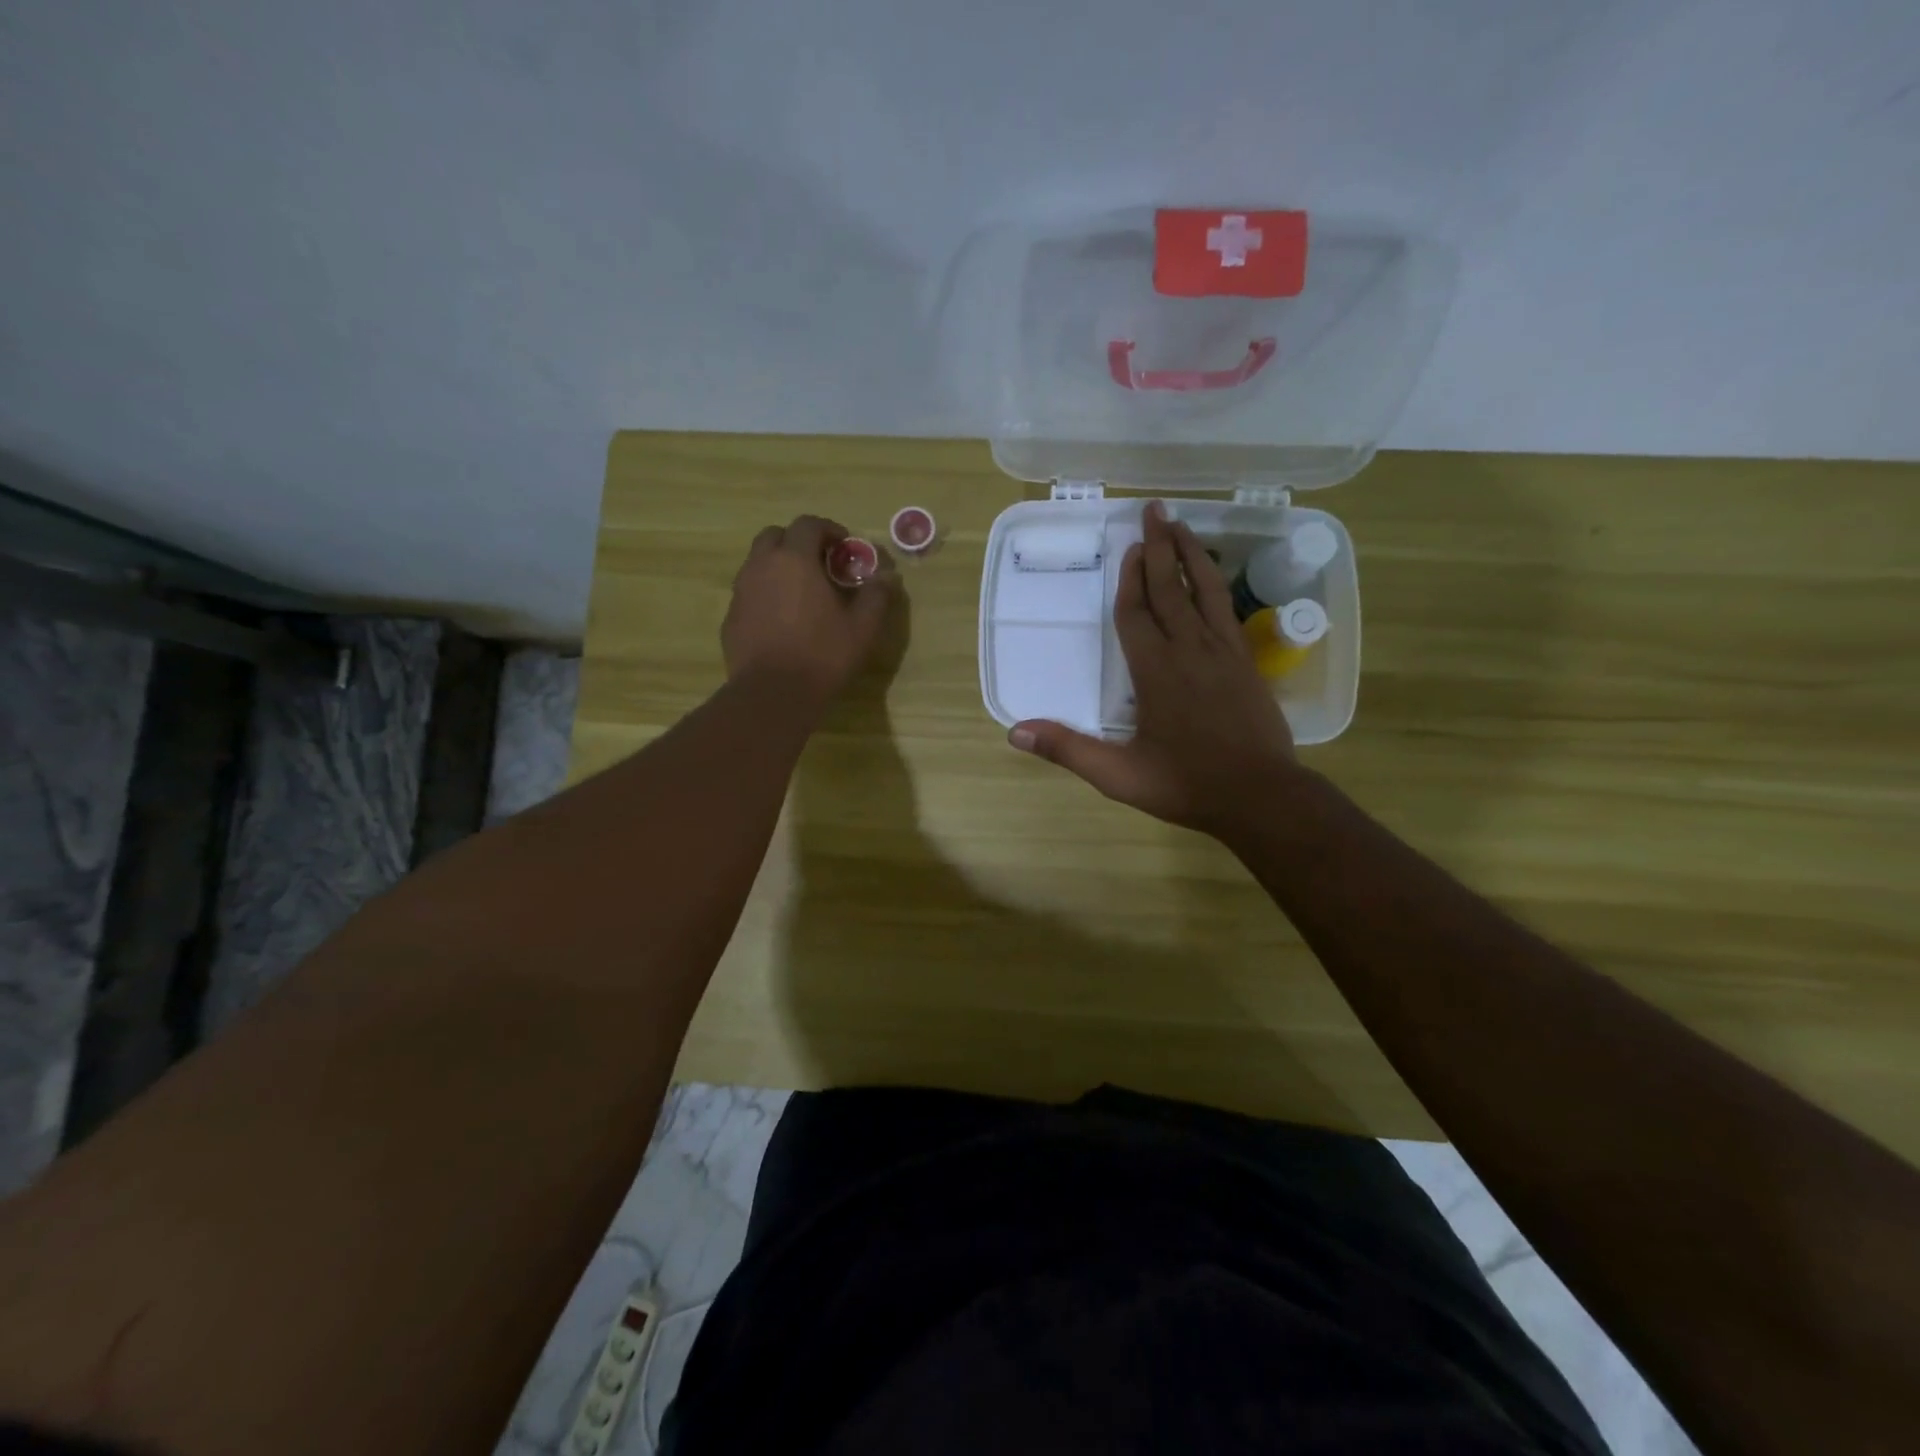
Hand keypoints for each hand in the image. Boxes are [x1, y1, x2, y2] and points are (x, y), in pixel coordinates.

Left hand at [722, 515, 897, 706]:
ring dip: (780, 567)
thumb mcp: (862, 627)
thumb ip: (876, 596)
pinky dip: (766, 594)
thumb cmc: (822, 655)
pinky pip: (750, 593)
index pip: (808, 524)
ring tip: (802, 593)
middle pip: (775, 536)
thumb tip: (887, 577)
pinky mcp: (731, 618)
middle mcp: (761, 566)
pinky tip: (782, 620)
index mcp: (795, 559)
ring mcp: (741, 592)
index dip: (829, 529)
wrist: (772, 694)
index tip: (845, 546)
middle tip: (820, 564)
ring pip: (758, 564)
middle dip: (798, 542)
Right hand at [1009, 502, 1297, 838]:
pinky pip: (1227, 610)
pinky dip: (1216, 585)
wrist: (1261, 797)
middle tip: (1154, 510)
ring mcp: (1224, 653)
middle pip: (1171, 589)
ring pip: (1205, 591)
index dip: (1130, 580)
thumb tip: (1015, 733)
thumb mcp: (1119, 775)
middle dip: (1160, 548)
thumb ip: (1068, 750)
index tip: (1129, 548)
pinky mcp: (1247, 663)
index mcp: (1156, 672)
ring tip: (1182, 525)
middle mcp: (1190, 651)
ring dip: (1192, 555)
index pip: (1136, 614)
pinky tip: (1213, 576)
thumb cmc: (1186, 785)